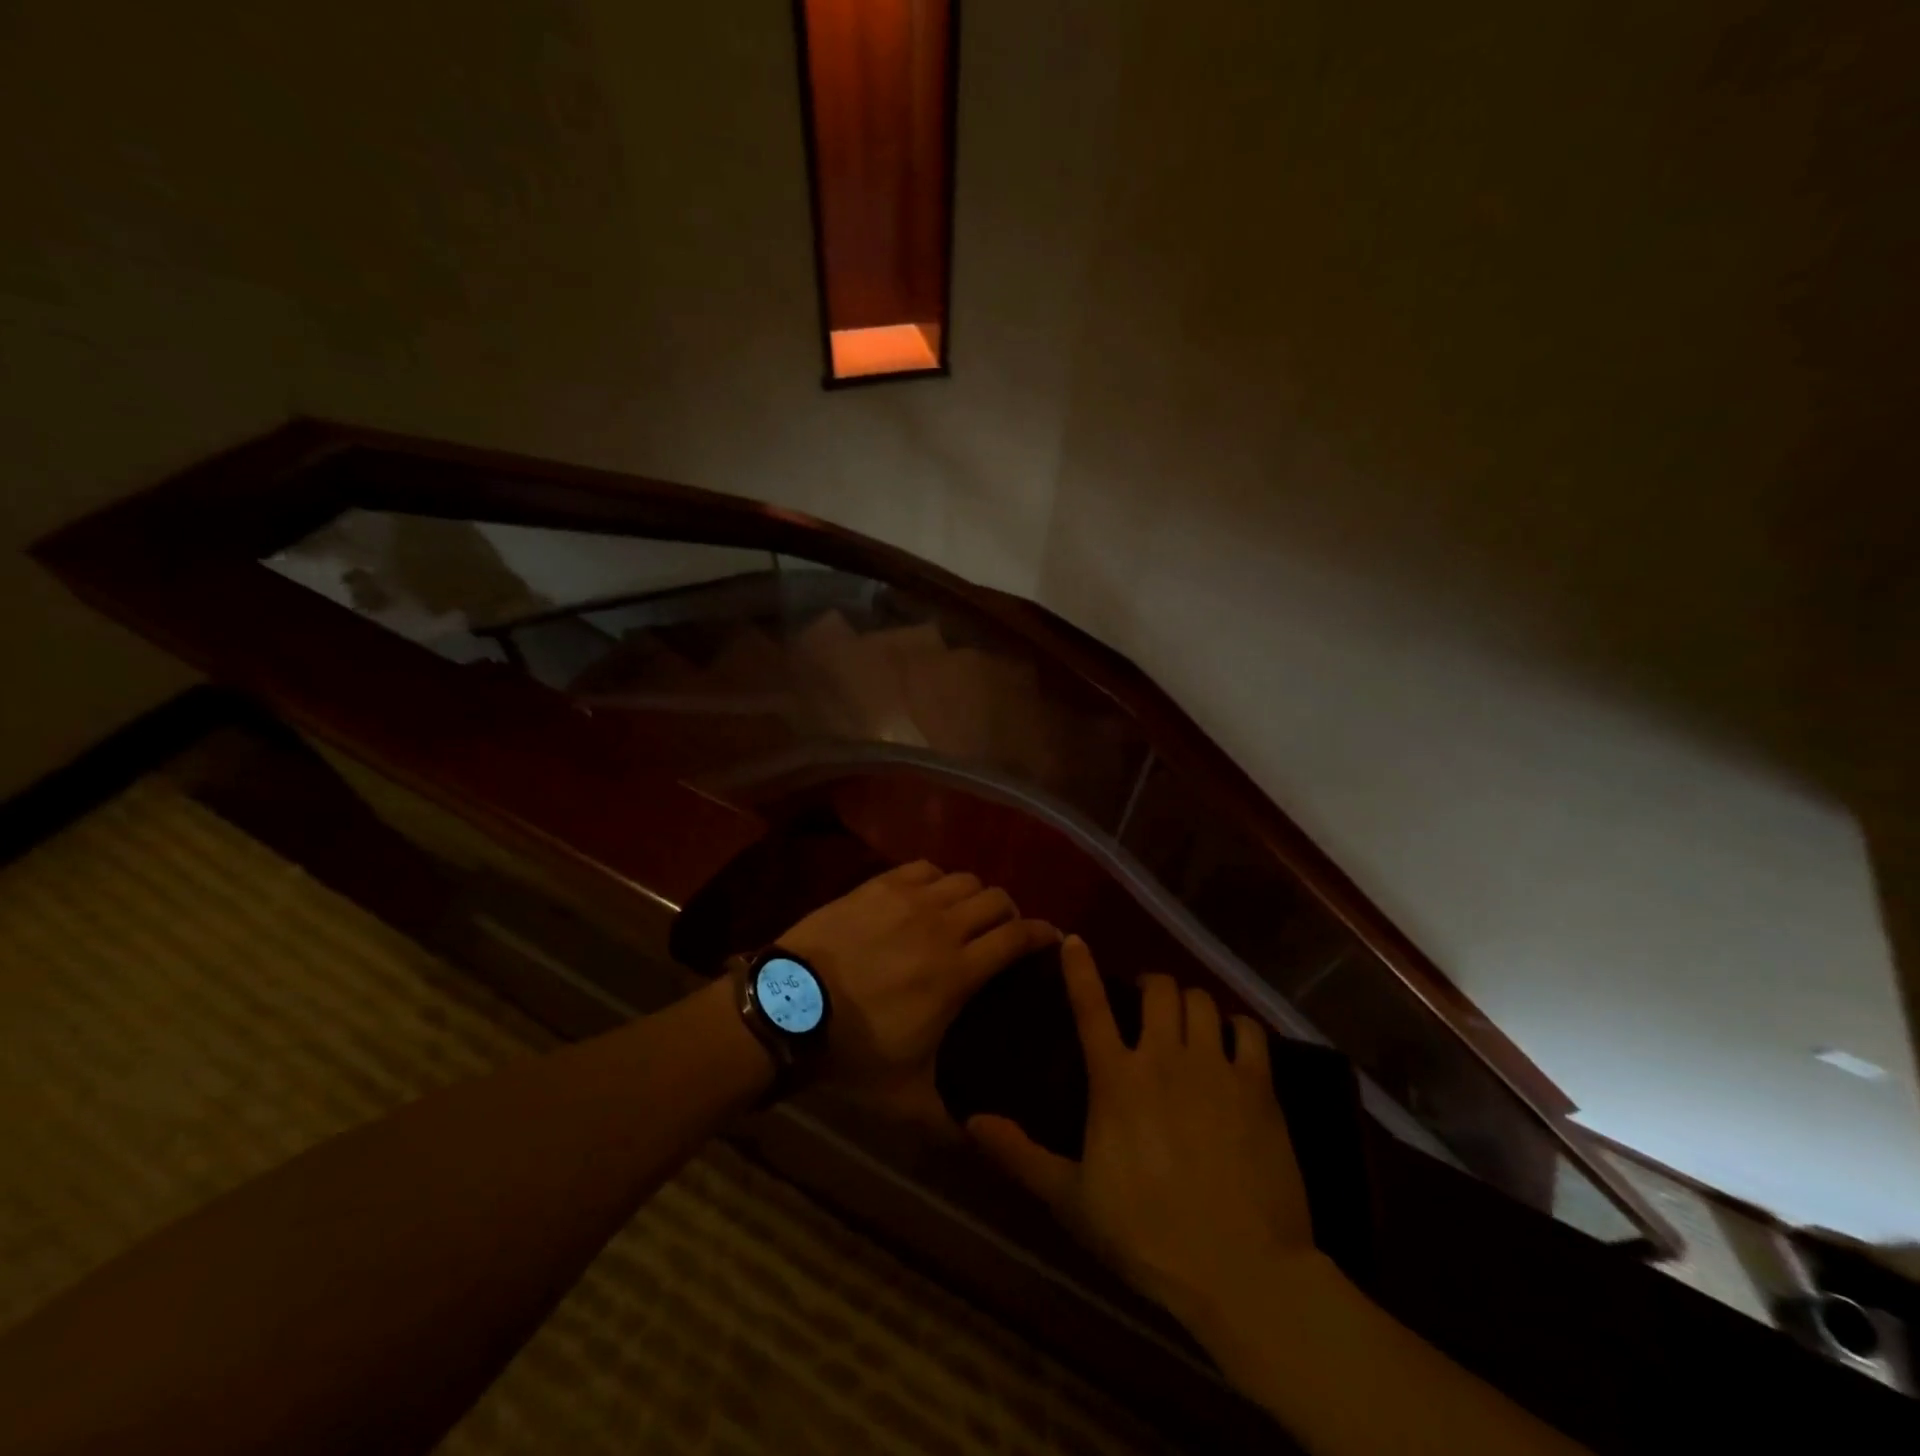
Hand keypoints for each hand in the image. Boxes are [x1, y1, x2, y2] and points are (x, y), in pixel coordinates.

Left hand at [778, 861, 1060, 1114]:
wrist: (789, 1007)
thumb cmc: (851, 1051)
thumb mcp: (904, 1099)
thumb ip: (947, 1123)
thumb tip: (978, 1143)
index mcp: (958, 972)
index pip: (1017, 937)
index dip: (1042, 934)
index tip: (1051, 940)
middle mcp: (943, 926)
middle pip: (996, 899)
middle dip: (1010, 914)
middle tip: (1003, 934)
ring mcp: (909, 900)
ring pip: (963, 879)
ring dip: (974, 896)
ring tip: (965, 914)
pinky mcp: (879, 885)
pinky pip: (924, 868)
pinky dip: (937, 880)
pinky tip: (928, 896)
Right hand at [968, 936, 1312, 1326]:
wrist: (1239, 1272)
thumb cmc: (1146, 1235)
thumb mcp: (1071, 1199)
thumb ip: (1020, 1155)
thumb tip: (972, 1120)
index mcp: (1116, 1079)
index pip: (1090, 1006)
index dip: (1079, 969)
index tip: (1074, 940)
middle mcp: (1164, 1058)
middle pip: (1159, 989)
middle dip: (1150, 985)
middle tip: (1146, 1002)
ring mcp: (1215, 1068)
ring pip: (1201, 1001)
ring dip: (1190, 1003)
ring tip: (1186, 1020)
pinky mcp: (1258, 1087)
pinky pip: (1249, 1030)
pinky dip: (1238, 1027)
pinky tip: (1233, 1041)